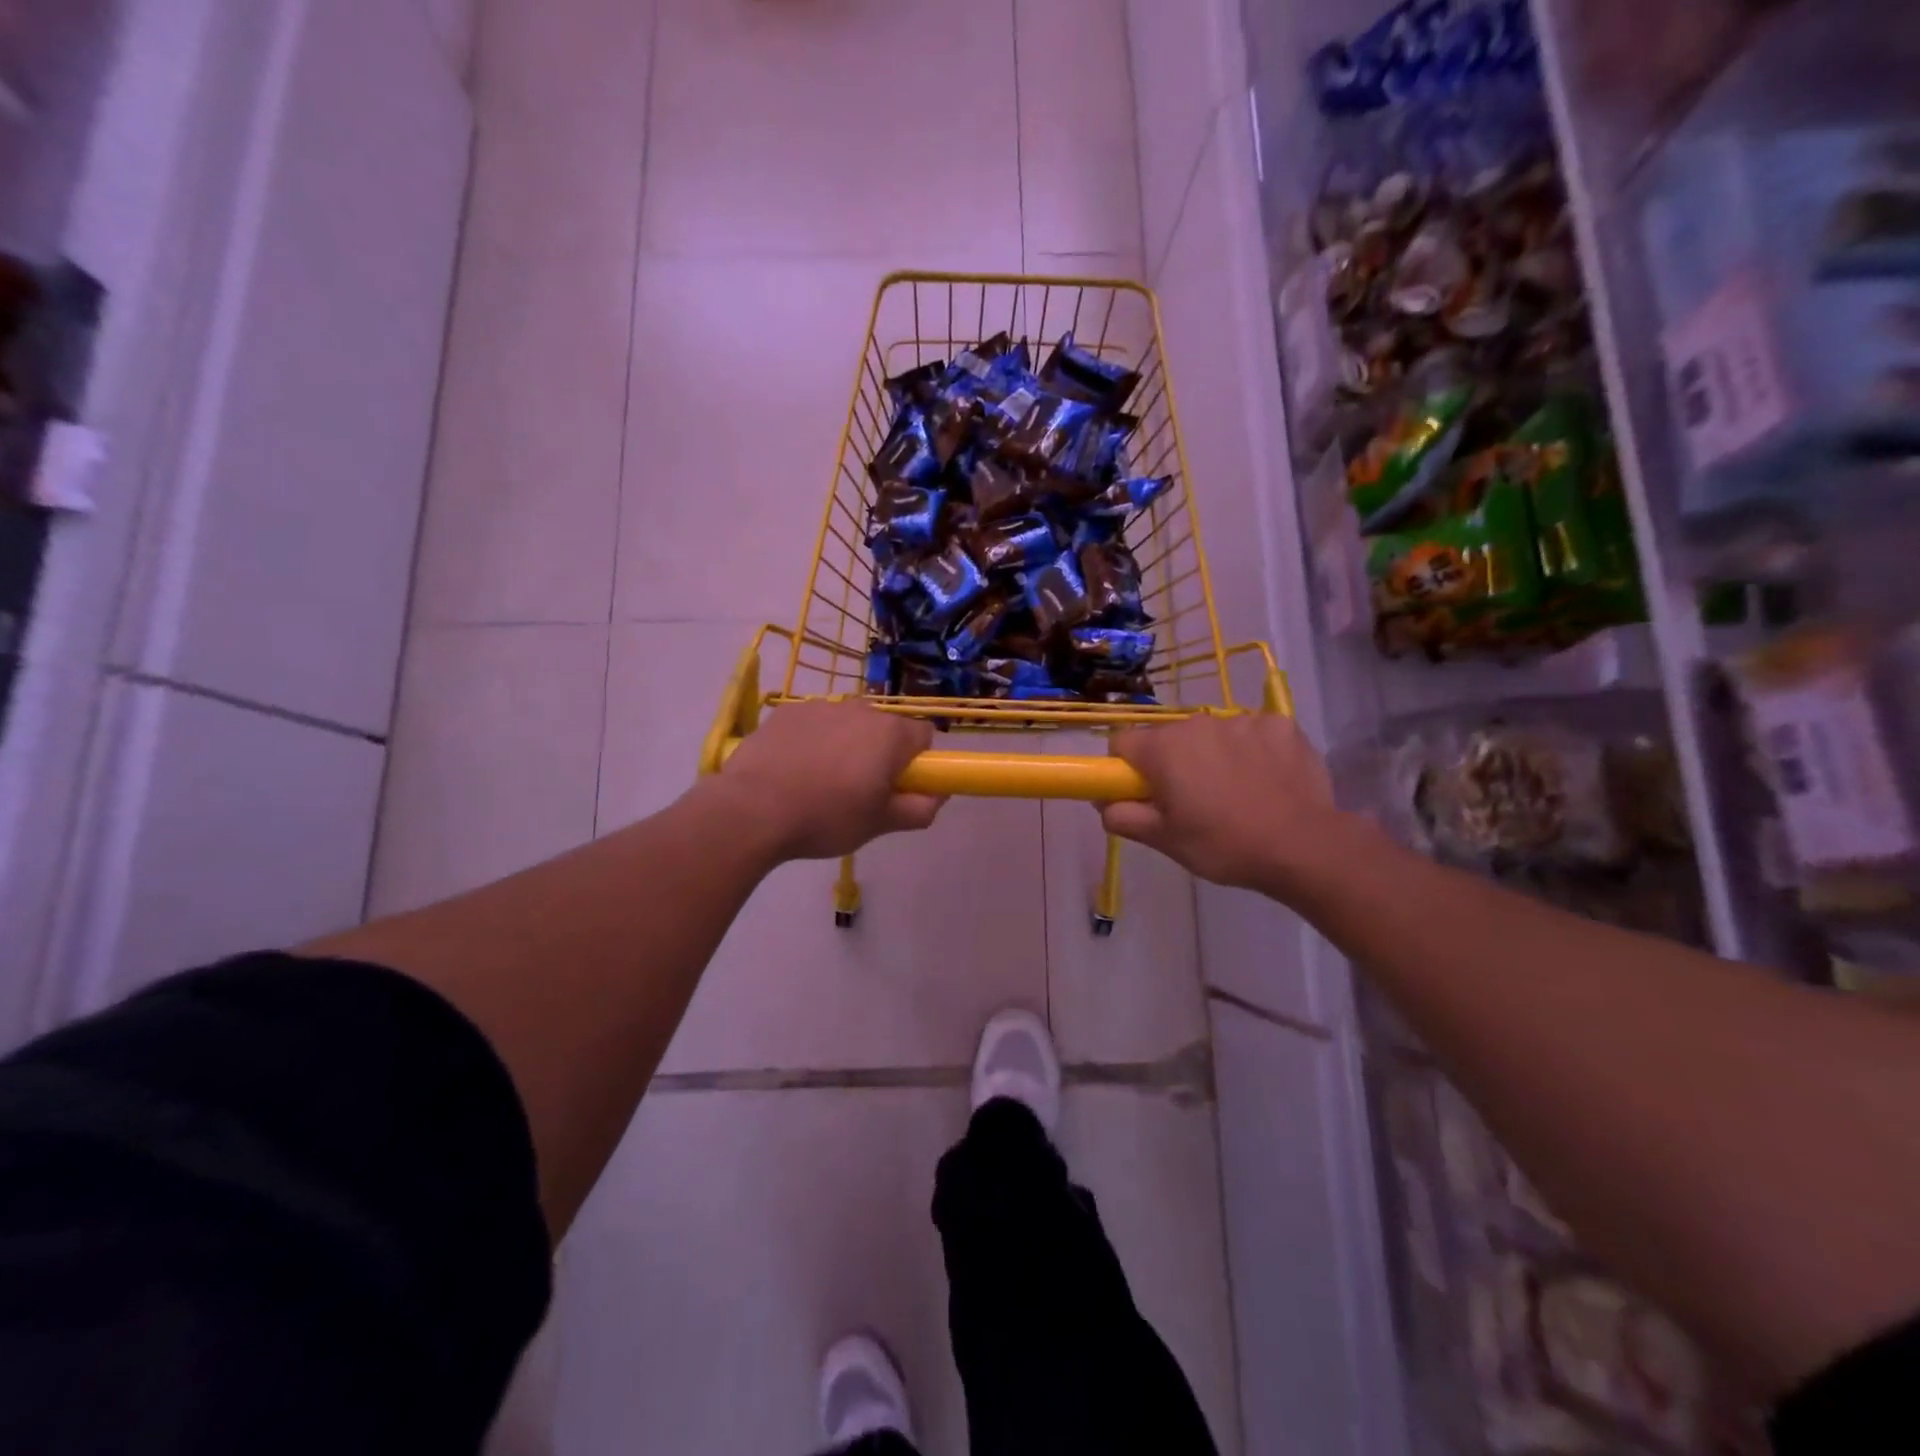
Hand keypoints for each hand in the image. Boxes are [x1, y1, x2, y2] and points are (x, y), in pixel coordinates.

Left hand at [716, 700, 943, 861]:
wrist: (752, 810)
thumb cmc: (826, 818)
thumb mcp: (881, 824)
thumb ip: (920, 809)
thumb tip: (939, 795)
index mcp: (890, 734)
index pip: (924, 737)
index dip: (917, 763)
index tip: (897, 787)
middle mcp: (861, 709)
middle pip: (884, 728)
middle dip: (879, 753)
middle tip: (858, 791)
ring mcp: (821, 707)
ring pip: (847, 724)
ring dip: (845, 745)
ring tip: (819, 783)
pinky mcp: (787, 712)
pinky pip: (814, 724)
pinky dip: (812, 741)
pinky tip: (792, 771)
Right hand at [1101, 714, 1351, 898]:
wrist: (1305, 846)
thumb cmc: (1224, 844)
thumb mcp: (1164, 840)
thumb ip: (1123, 816)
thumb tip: (1103, 802)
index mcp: (1163, 748)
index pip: (1122, 742)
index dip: (1125, 769)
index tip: (1142, 794)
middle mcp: (1198, 723)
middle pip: (1169, 738)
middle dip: (1172, 764)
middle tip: (1191, 803)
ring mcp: (1243, 720)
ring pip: (1212, 735)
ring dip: (1213, 757)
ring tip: (1236, 795)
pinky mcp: (1281, 725)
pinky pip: (1253, 733)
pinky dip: (1253, 752)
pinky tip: (1267, 781)